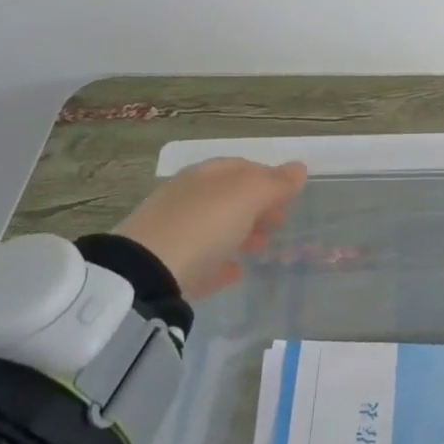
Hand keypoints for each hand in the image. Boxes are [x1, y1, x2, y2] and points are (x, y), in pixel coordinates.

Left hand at [114, 158, 307, 301]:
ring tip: (263, 249)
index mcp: (206, 174)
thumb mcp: (247, 196)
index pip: (244, 167)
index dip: (271, 179)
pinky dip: (222, 261)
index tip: (291, 198)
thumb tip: (299, 168)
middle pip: (230, 197)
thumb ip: (275, 183)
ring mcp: (174, 231)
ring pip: (216, 226)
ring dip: (243, 233)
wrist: (144, 275)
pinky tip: (235, 272)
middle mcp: (188, 196)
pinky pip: (202, 259)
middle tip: (281, 223)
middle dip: (258, 207)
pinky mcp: (166, 266)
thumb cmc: (204, 224)